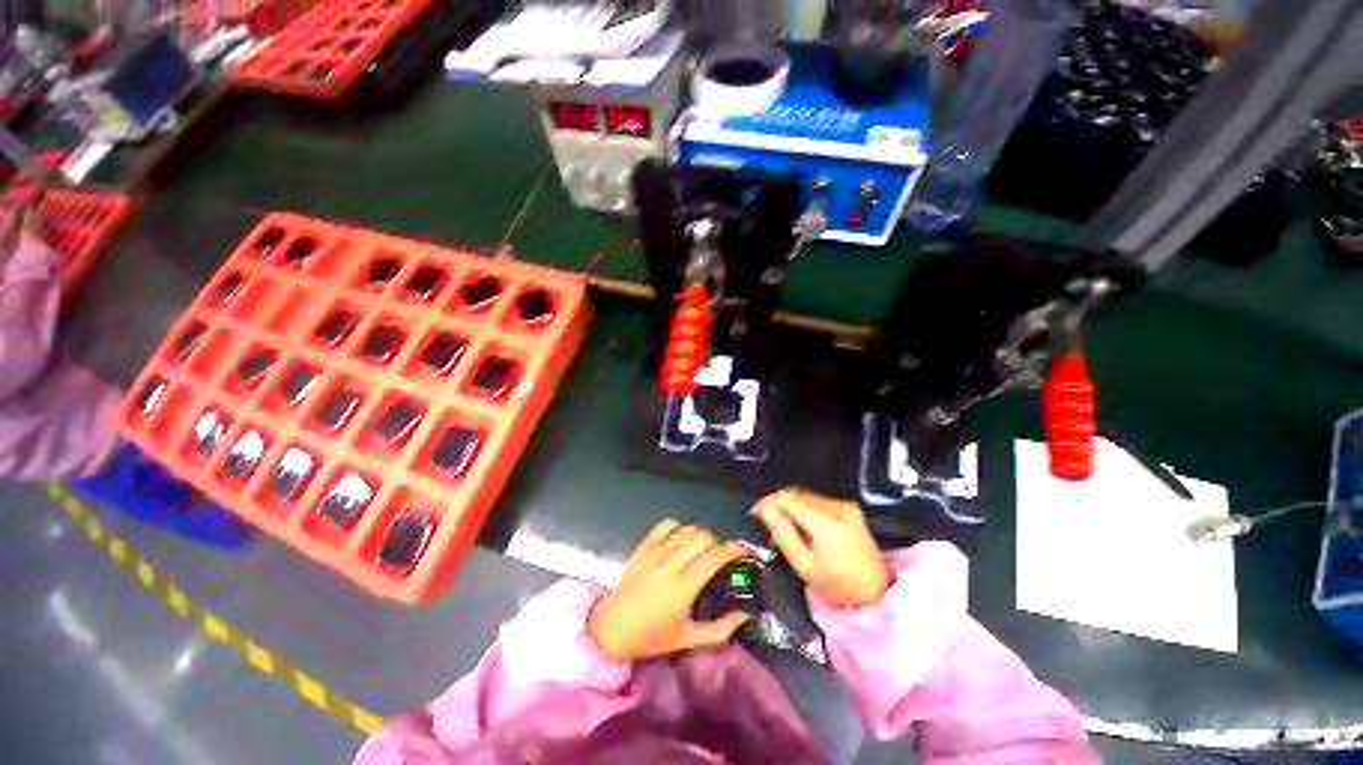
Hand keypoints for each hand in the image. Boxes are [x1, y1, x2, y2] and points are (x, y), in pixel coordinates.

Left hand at [588, 520, 752, 661]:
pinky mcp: (643, 546)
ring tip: (700, 549)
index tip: (743, 552)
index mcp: (683, 587)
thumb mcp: (687, 639)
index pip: (714, 557)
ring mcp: (655, 552)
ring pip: (686, 529)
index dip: (733, 550)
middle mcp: (671, 563)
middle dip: (716, 542)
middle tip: (718, 557)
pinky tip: (679, 540)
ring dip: (698, 536)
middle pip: (702, 536)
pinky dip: (678, 528)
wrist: (611, 628)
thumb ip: (720, 630)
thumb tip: (744, 615)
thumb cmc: (650, 637)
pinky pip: (665, 525)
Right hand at [753, 489, 891, 608]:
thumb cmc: (838, 586)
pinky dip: (804, 506)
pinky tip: (800, 522)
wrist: (878, 592)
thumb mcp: (804, 566)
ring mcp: (846, 505)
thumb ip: (783, 534)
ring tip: (781, 521)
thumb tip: (765, 510)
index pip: (789, 499)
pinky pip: (818, 500)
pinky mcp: (850, 507)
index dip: (768, 501)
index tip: (755, 513)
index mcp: (826, 523)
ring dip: (791, 503)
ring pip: (807, 495)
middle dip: (778, 502)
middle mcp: (837, 507)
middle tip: (766, 518)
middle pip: (798, 493)